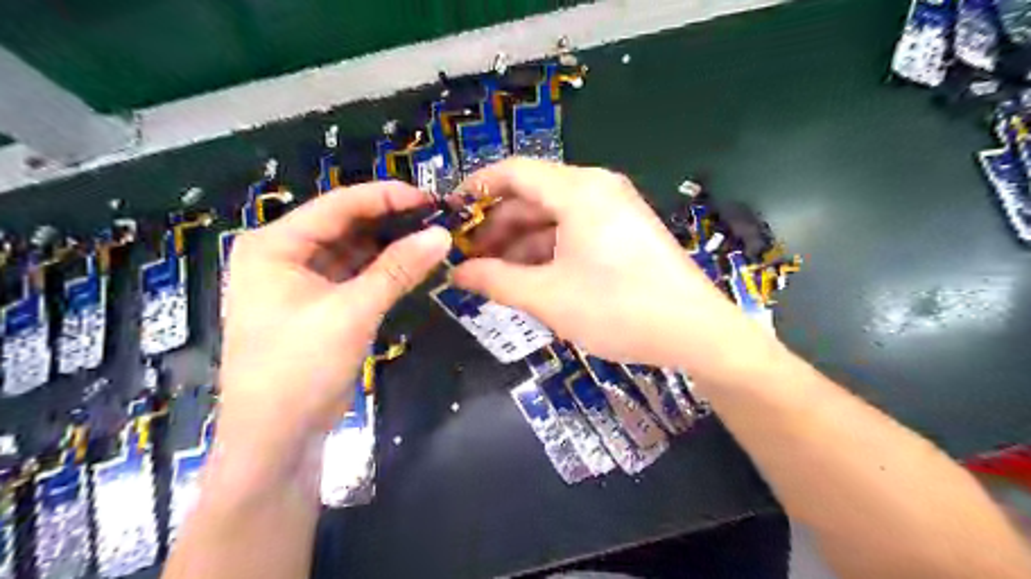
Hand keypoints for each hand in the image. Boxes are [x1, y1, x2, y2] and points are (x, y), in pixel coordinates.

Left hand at [219, 183, 448, 467]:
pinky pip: (355, 276)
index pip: (336, 205)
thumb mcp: (352, 312)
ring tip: (432, 238)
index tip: (429, 199)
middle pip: (344, 225)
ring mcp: (301, 282)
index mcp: (274, 245)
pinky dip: (383, 271)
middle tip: (437, 219)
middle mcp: (283, 255)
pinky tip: (413, 265)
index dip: (385, 197)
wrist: (277, 438)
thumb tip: (442, 234)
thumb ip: (398, 269)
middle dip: (390, 221)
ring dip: (389, 246)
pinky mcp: (319, 305)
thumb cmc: (299, 368)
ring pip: (353, 251)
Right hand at [454, 157, 755, 371]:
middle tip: (470, 258)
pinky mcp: (624, 230)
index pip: (513, 172)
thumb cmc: (617, 309)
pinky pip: (574, 230)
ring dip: (521, 242)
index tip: (449, 213)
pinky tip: (532, 277)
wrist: (695, 332)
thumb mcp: (547, 297)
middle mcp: (596, 188)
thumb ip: (495, 281)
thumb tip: (456, 274)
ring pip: (553, 216)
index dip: (476, 188)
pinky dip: (548, 249)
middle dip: (497, 226)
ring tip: (496, 275)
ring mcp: (614, 209)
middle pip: (532, 195)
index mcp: (578, 191)